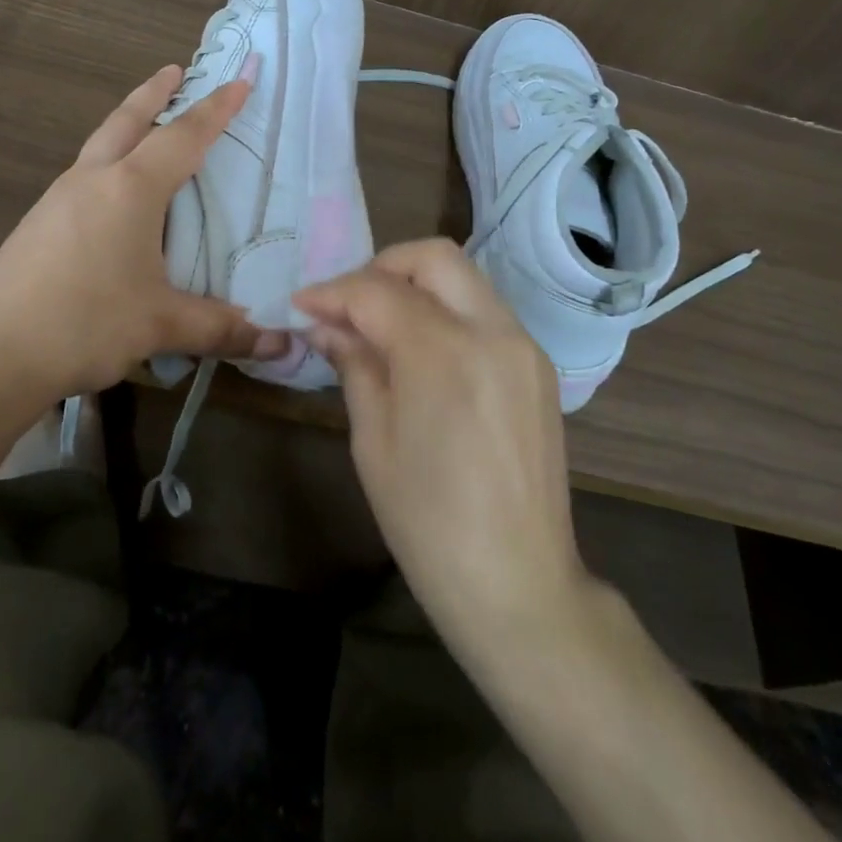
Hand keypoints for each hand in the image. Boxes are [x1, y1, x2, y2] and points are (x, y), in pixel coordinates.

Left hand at [0, 65, 285, 425]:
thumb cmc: (85, 324)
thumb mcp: (162, 325)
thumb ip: (223, 328)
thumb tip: (281, 344)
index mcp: (129, 189)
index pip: (183, 137)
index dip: (216, 109)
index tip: (239, 81)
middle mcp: (91, 180)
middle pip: (127, 120)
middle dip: (154, 92)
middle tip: (175, 70)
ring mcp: (56, 200)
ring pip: (99, 145)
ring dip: (127, 125)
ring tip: (147, 128)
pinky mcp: (36, 225)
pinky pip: (82, 176)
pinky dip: (107, 163)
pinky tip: (111, 195)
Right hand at [294, 239, 591, 655]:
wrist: (518, 584)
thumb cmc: (428, 523)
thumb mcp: (373, 441)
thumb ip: (354, 365)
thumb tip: (327, 325)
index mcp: (445, 353)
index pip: (377, 292)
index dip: (333, 292)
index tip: (303, 305)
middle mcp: (493, 331)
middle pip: (434, 257)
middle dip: (381, 267)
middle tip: (347, 304)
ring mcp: (523, 345)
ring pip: (464, 278)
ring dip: (416, 285)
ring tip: (378, 323)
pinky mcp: (538, 365)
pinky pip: (485, 310)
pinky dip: (446, 310)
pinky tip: (421, 348)